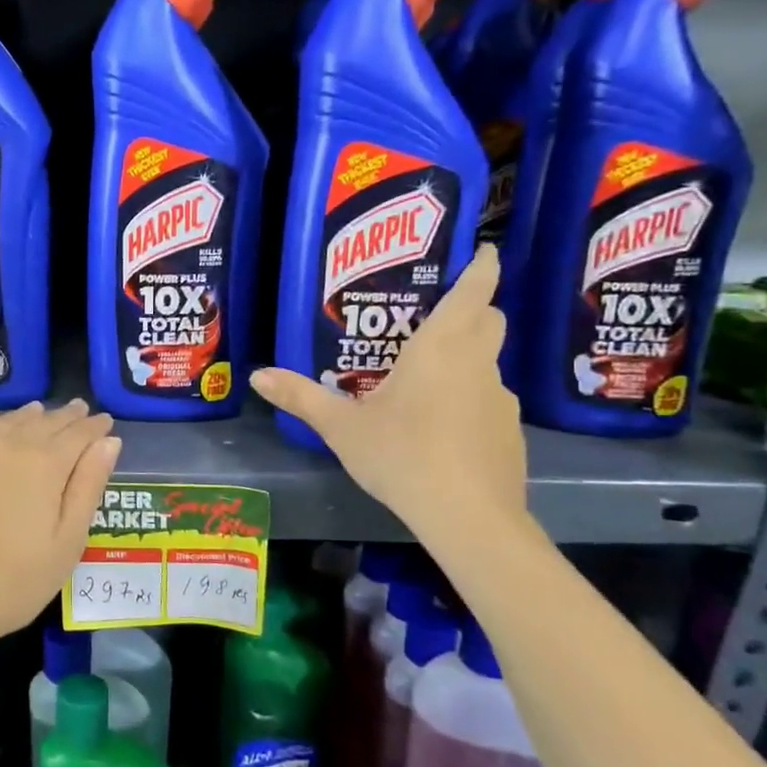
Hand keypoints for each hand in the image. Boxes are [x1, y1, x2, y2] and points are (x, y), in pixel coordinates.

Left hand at [0, 400, 121, 664]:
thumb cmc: (10, 582)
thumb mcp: (66, 543)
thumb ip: (88, 487)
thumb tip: (108, 442)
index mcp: (45, 463)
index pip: (79, 433)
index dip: (94, 426)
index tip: (105, 420)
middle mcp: (6, 441)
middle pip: (43, 420)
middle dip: (65, 416)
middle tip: (78, 409)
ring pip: (6, 420)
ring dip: (28, 417)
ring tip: (40, 414)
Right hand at [250, 244, 526, 534]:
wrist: (467, 516)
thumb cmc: (402, 454)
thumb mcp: (342, 427)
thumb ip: (301, 398)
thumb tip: (256, 376)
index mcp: (441, 347)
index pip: (474, 291)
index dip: (483, 266)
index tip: (486, 250)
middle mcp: (478, 363)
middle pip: (490, 320)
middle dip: (474, 309)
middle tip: (434, 318)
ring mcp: (501, 400)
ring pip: (488, 363)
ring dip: (466, 360)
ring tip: (425, 382)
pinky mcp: (509, 433)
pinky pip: (488, 402)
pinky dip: (470, 401)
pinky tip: (441, 430)